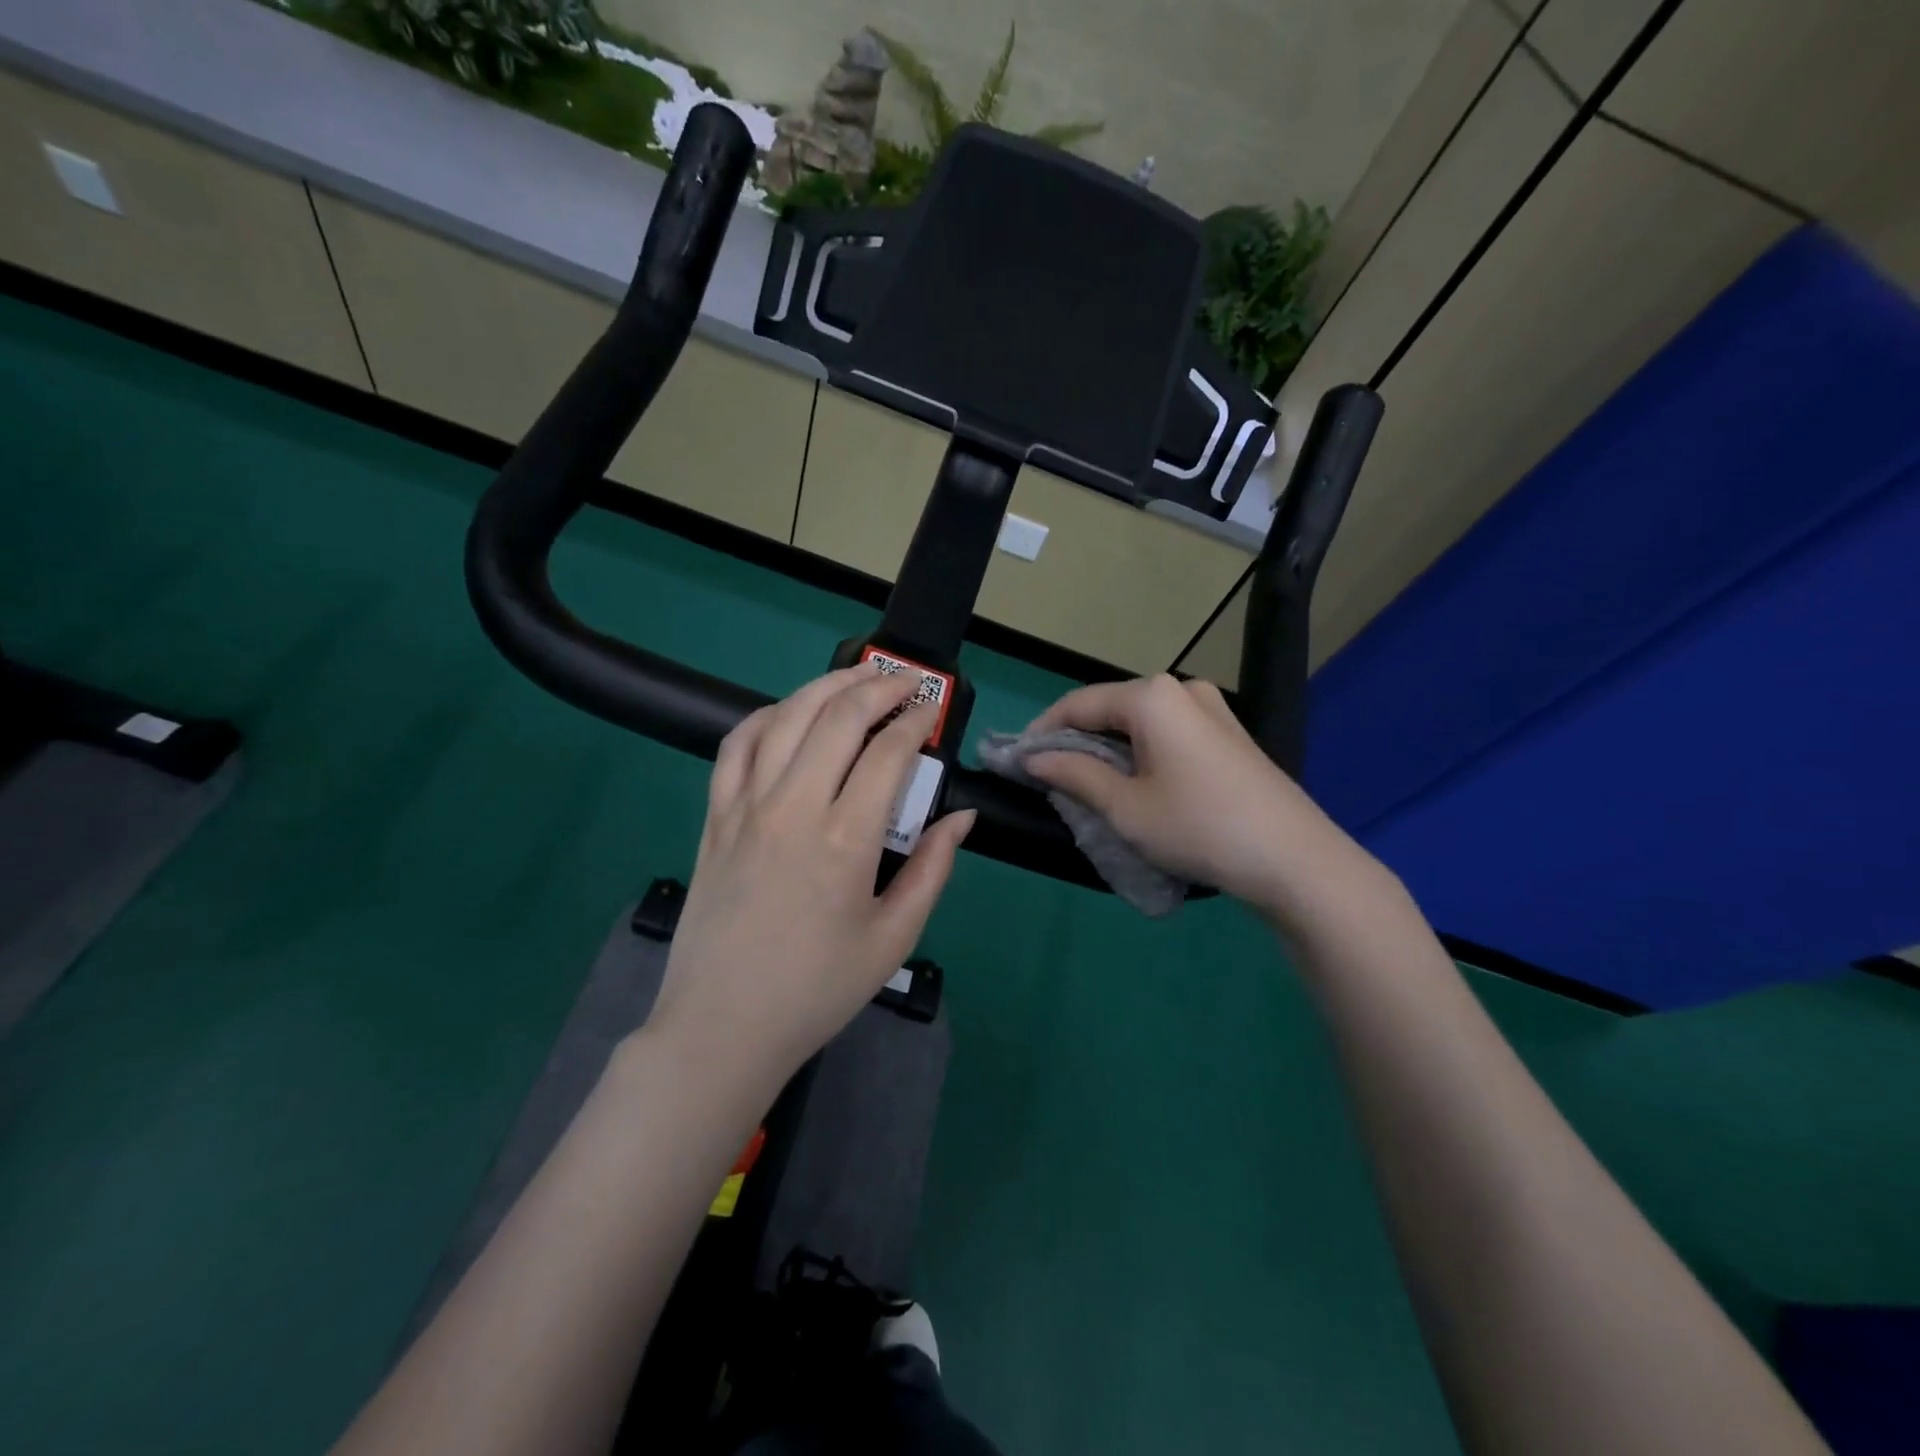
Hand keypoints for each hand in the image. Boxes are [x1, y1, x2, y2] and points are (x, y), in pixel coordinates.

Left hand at [647, 665, 974, 1092]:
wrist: (722, 1027)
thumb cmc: (817, 990)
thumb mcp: (893, 938)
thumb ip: (931, 869)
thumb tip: (960, 818)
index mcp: (845, 840)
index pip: (888, 753)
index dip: (916, 721)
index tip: (933, 709)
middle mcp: (793, 808)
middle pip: (837, 717)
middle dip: (878, 687)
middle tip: (905, 681)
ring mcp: (746, 807)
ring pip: (786, 718)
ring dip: (825, 686)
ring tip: (856, 676)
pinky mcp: (715, 817)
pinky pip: (736, 746)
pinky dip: (766, 716)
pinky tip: (789, 713)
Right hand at [1024, 674, 1377, 919]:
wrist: (1294, 859)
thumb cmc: (1198, 827)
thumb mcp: (1125, 807)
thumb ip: (1073, 774)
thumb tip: (1033, 758)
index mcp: (1151, 696)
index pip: (1078, 704)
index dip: (1042, 730)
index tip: (1018, 761)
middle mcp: (1181, 688)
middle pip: (1110, 709)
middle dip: (1076, 740)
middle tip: (1051, 778)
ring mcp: (1212, 708)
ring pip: (1140, 722)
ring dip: (1109, 748)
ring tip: (1088, 785)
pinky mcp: (1229, 733)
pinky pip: (1169, 732)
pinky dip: (1141, 752)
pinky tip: (1136, 783)